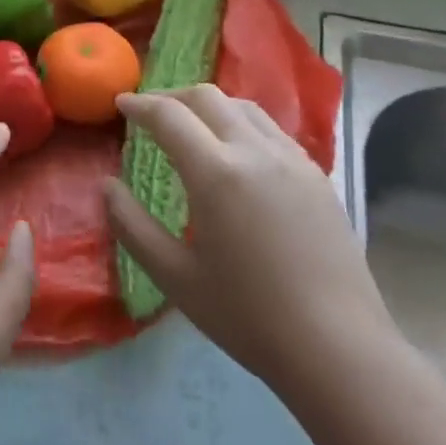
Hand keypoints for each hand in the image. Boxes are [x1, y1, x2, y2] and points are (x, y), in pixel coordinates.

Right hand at [103, 85, 398, 400]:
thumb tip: (106, 186)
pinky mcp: (318, 177)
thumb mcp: (174, 276)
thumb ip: (132, 225)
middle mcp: (256, 152)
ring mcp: (293, 161)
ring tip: (192, 126)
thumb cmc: (247, 315)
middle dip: (172, 96)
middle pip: (208, 98)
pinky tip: (237, 153)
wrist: (339, 348)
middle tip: (150, 112)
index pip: (169, 116)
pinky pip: (272, 130)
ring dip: (209, 106)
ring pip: (245, 107)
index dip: (139, 105)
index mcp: (216, 172)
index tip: (120, 104)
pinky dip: (242, 124)